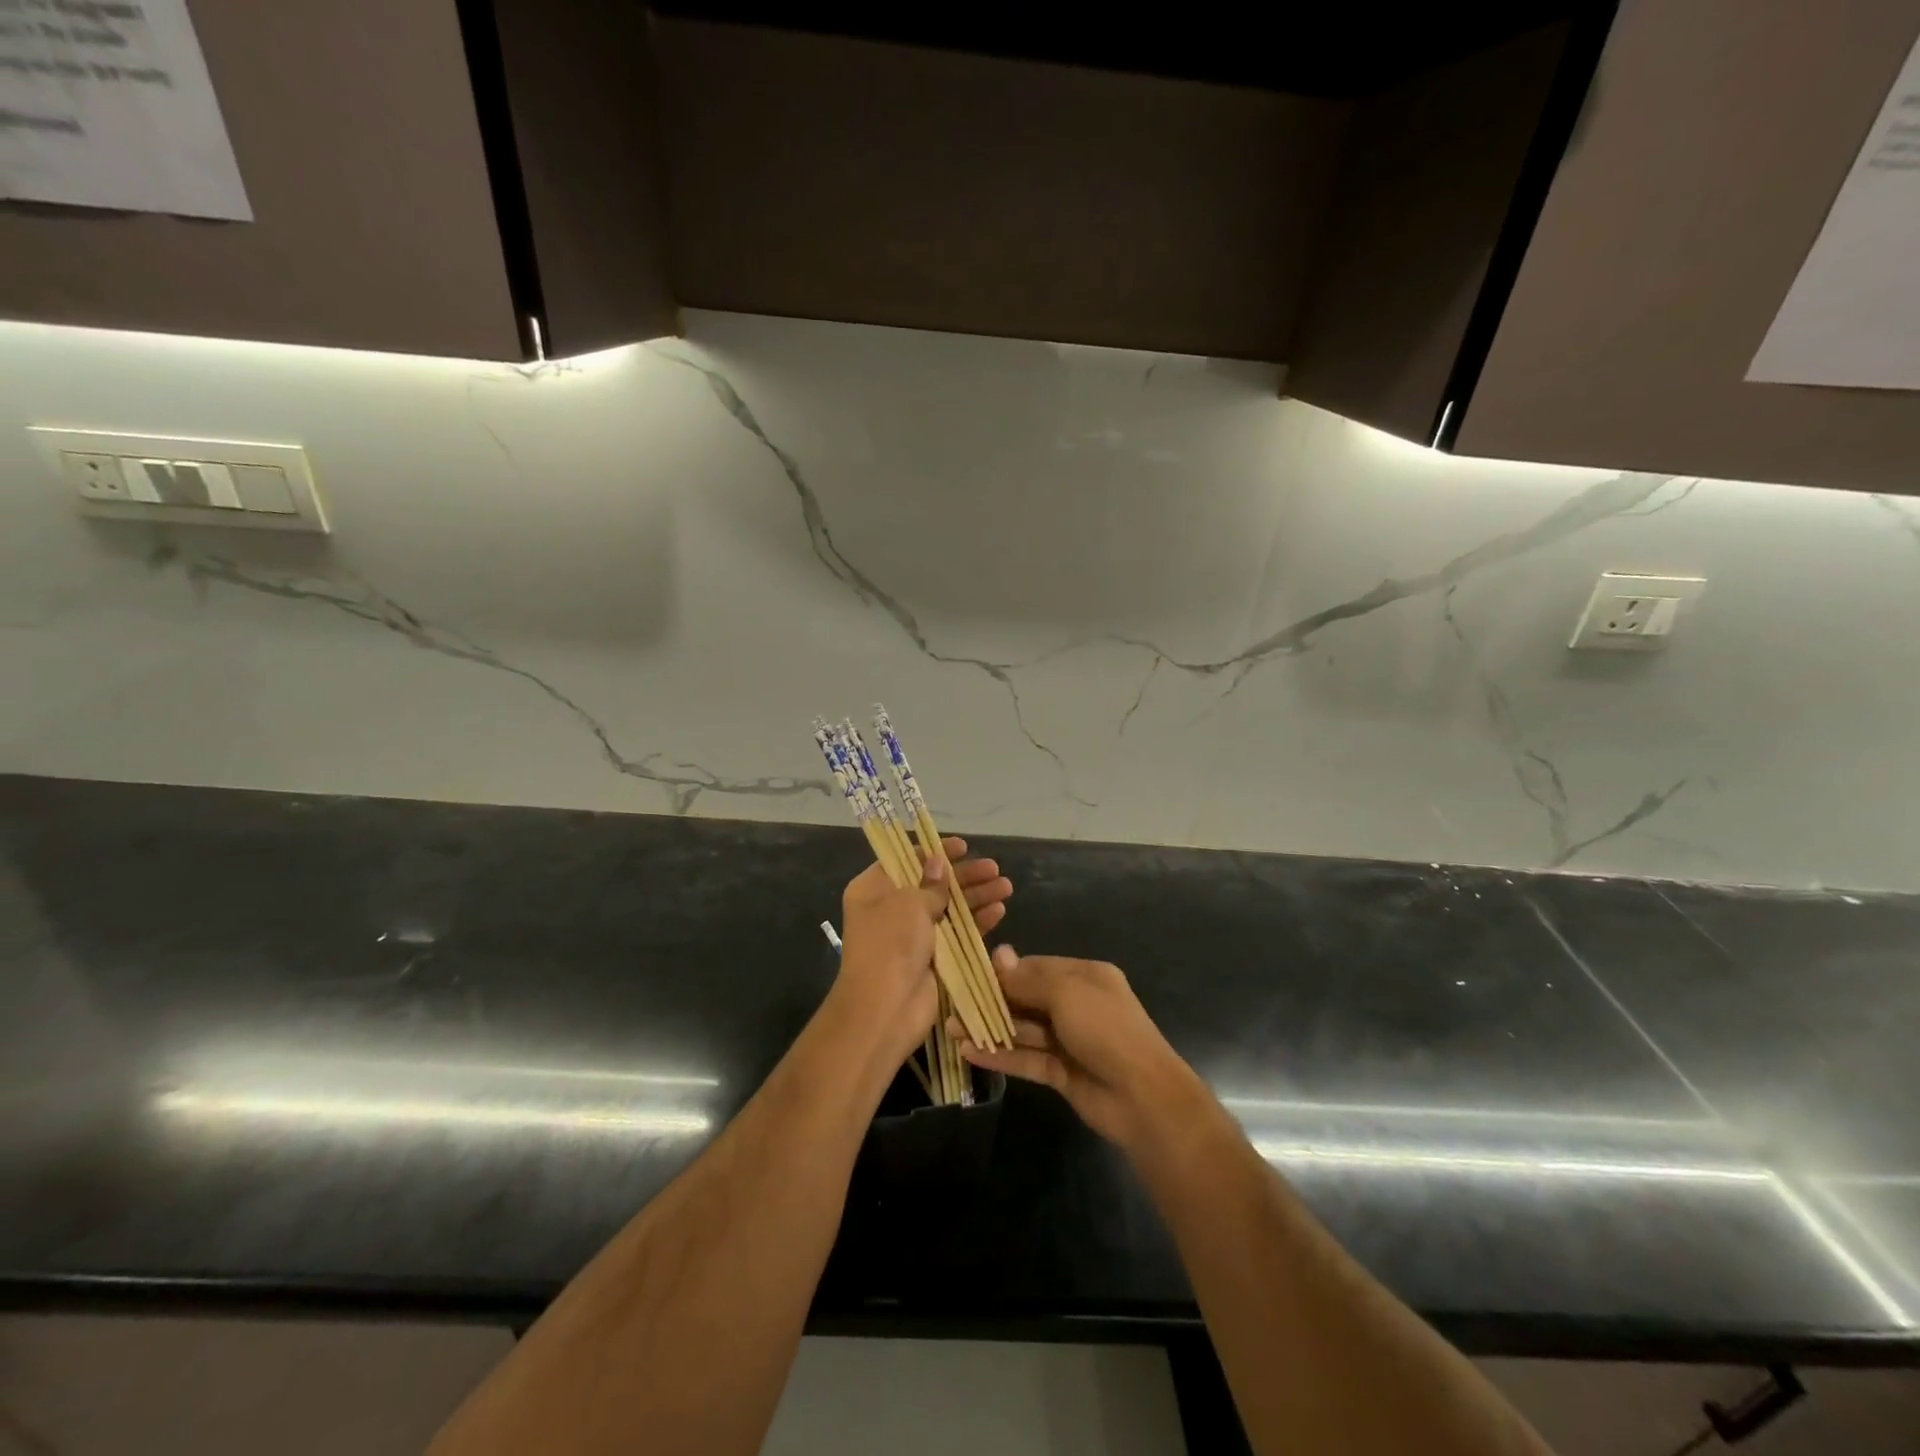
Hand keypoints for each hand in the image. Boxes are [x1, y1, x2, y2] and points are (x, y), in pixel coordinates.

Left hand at [837, 838, 1013, 1064]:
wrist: (885, 1010)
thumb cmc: (890, 944)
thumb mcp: (909, 903)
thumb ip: (930, 883)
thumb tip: (938, 864)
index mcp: (874, 890)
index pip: (905, 860)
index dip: (934, 852)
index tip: (962, 846)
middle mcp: (892, 909)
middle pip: (933, 883)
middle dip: (964, 875)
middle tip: (994, 868)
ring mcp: (913, 935)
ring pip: (950, 908)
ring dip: (977, 896)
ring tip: (1006, 886)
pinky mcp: (934, 958)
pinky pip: (958, 934)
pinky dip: (977, 922)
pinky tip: (999, 911)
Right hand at [955, 948, 1198, 1154]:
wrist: (1144, 1097)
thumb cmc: (1107, 1030)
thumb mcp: (1067, 993)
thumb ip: (1028, 978)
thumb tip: (998, 954)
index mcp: (1086, 977)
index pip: (1037, 967)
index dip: (1005, 971)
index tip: (970, 974)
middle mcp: (1077, 1005)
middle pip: (1028, 998)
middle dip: (992, 1001)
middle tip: (953, 1002)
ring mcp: (1069, 1041)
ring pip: (1024, 1030)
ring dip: (990, 1028)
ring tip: (951, 1028)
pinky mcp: (1062, 1073)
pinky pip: (1027, 1059)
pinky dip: (1001, 1055)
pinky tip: (970, 1052)